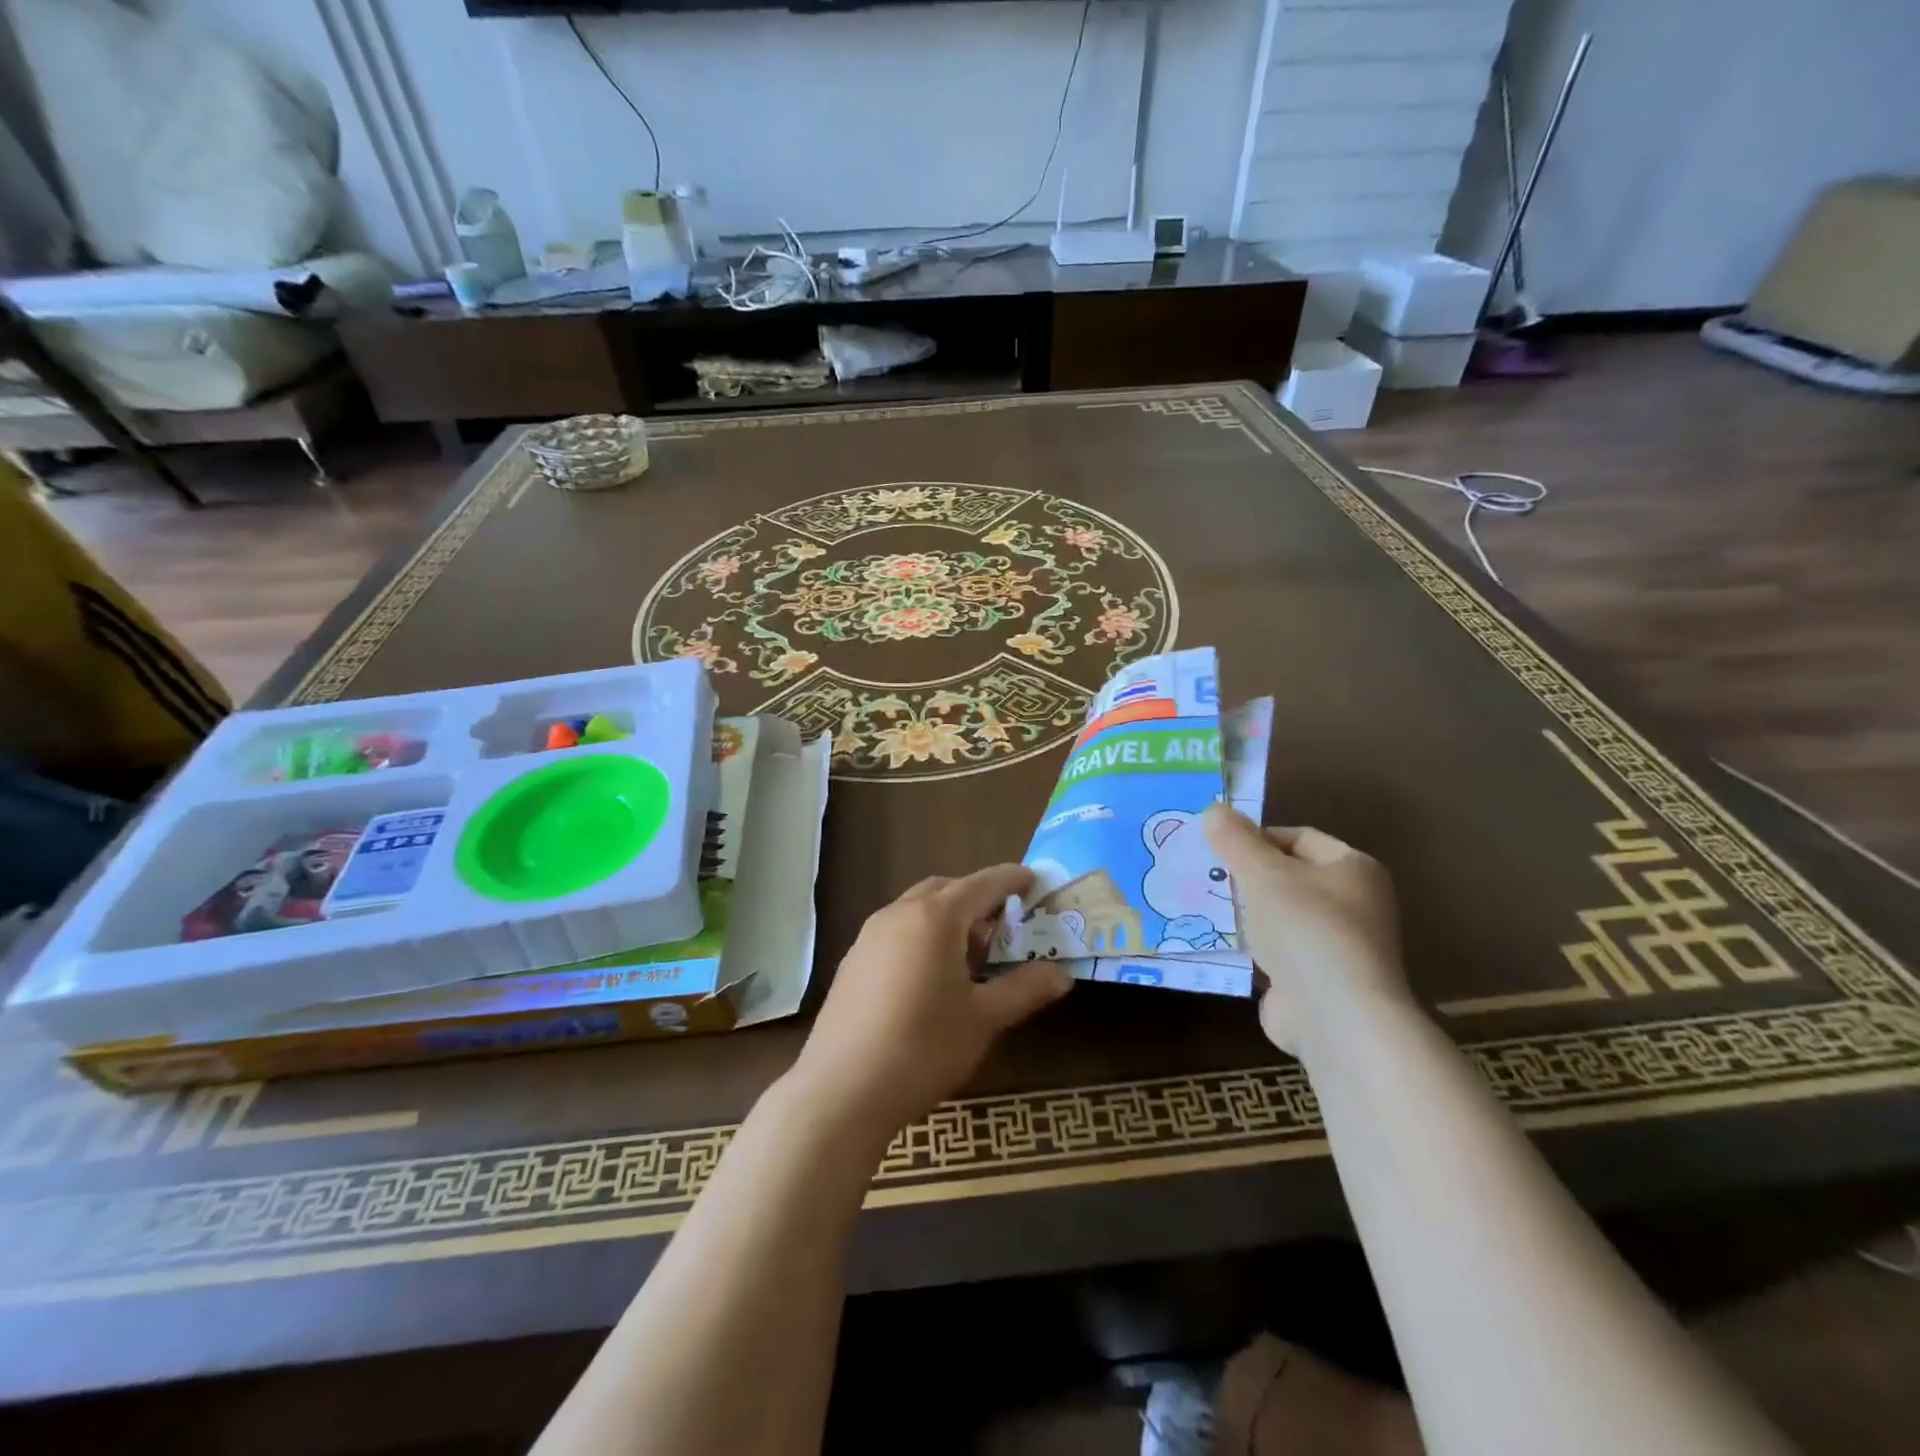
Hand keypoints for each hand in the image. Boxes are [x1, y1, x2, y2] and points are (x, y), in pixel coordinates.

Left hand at [789, 866, 1072, 1140]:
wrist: (841, 1090)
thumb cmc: (923, 1047)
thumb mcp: (984, 1019)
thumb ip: (1024, 989)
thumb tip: (1062, 974)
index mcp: (936, 917)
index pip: (983, 883)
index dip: (1012, 879)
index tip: (1034, 880)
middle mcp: (899, 913)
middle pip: (947, 889)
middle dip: (978, 898)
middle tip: (1005, 926)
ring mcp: (869, 935)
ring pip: (918, 908)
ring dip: (948, 917)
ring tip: (971, 955)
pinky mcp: (853, 960)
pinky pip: (897, 930)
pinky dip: (922, 935)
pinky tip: (930, 977)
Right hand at [1202, 805, 1410, 1057]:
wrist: (1334, 1018)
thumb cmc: (1305, 929)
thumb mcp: (1262, 873)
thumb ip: (1235, 840)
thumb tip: (1214, 808)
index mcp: (1354, 869)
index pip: (1299, 838)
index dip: (1257, 837)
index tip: (1217, 846)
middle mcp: (1353, 905)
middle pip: (1288, 877)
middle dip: (1246, 876)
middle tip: (1204, 874)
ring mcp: (1335, 947)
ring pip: (1279, 916)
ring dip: (1245, 914)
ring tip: (1200, 904)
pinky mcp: (1315, 982)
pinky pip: (1275, 953)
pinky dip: (1249, 948)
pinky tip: (1215, 943)